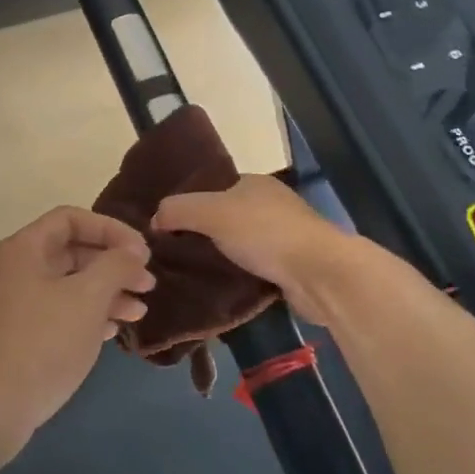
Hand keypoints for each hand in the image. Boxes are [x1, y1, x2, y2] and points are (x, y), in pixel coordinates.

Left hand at [0, 207, 155, 459]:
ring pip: (67, 286)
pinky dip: (86, 316)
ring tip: (139, 312)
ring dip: (105, 293)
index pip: (71, 218)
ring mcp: (12, 306)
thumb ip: (116, 265)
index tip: (142, 252)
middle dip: (113, 265)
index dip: (111, 229)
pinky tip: (111, 331)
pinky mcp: (16, 338)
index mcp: (24, 249)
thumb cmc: (42, 343)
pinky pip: (57, 313)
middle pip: (71, 252)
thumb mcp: (88, 297)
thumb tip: (132, 252)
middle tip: (147, 285)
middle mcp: (14, 270)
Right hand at [152, 175, 358, 324]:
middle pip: (225, 217)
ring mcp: (283, 237)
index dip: (188, 203)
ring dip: (220, 258)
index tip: (164, 226)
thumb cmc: (265, 233)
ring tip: (188, 274)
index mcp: (254, 184)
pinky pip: (254, 269)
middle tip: (171, 254)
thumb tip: (154, 219)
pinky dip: (238, 277)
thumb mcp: (211, 212)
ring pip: (239, 245)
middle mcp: (270, 205)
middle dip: (201, 233)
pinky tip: (218, 289)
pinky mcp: (290, 268)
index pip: (213, 188)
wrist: (319, 273)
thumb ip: (179, 210)